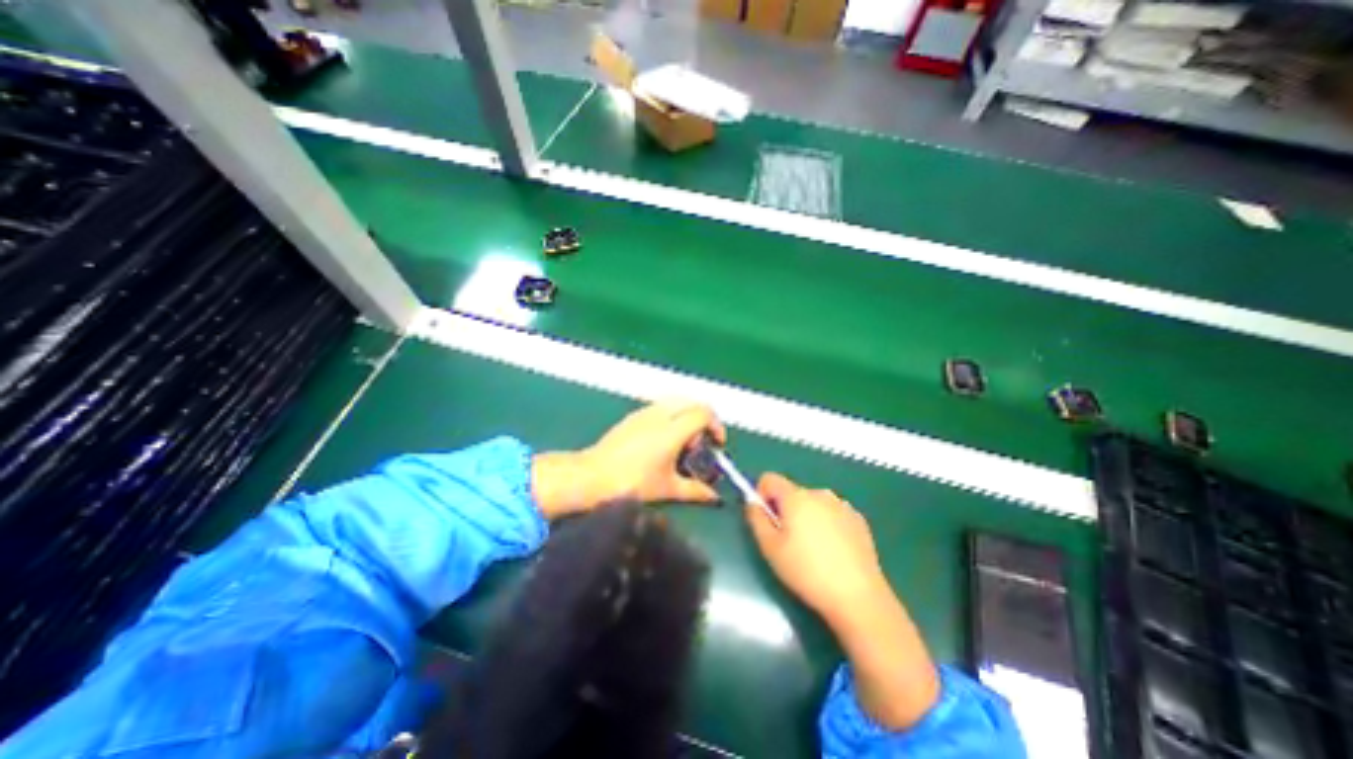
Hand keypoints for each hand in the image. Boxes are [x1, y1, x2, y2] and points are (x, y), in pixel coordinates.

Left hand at [531, 399, 728, 517]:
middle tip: (700, 444)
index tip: (717, 444)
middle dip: (703, 420)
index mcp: (672, 430)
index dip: (716, 426)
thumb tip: (715, 498)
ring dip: (686, 417)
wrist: (592, 476)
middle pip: (692, 403)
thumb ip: (695, 491)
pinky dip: (671, 416)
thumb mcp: (667, 489)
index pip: (704, 413)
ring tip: (682, 443)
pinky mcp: (632, 416)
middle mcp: (660, 415)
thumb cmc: (632, 483)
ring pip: (676, 402)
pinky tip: (663, 441)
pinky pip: (660, 407)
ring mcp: (644, 413)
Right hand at [738, 471, 888, 626]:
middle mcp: (819, 493)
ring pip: (812, 504)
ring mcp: (842, 505)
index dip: (762, 495)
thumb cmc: (807, 572)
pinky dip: (827, 525)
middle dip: (785, 510)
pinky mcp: (858, 520)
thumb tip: (752, 502)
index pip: (769, 478)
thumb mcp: (770, 548)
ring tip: (813, 551)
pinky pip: (832, 514)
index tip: (767, 520)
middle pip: (791, 493)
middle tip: (788, 542)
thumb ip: (756, 518)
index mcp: (796, 496)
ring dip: (806, 518)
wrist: (858, 596)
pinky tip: (833, 553)